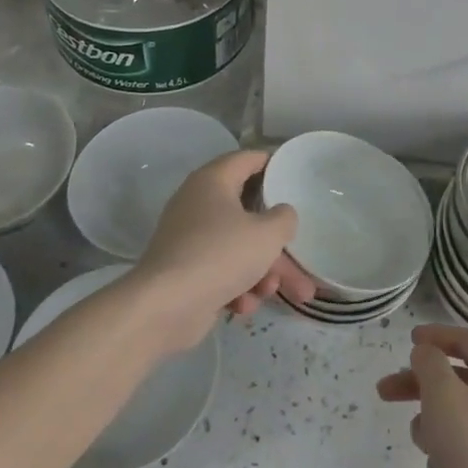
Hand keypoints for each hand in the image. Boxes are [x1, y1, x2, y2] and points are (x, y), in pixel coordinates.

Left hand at [130, 150, 316, 350]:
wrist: (164, 308)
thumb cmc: (220, 255)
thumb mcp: (267, 234)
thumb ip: (284, 218)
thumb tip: (281, 214)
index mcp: (213, 180)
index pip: (248, 159)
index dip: (274, 164)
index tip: (296, 176)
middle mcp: (198, 203)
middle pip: (249, 214)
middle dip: (277, 244)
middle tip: (303, 259)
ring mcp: (190, 238)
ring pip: (238, 247)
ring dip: (261, 271)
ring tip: (274, 293)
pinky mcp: (185, 270)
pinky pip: (220, 271)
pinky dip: (236, 286)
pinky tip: (244, 306)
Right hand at [377, 324, 467, 467]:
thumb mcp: (443, 394)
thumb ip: (429, 363)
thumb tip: (427, 354)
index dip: (438, 336)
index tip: (409, 339)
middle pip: (457, 378)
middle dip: (420, 383)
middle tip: (384, 390)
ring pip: (456, 414)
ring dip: (431, 421)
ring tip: (421, 440)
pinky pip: (462, 446)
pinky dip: (445, 451)